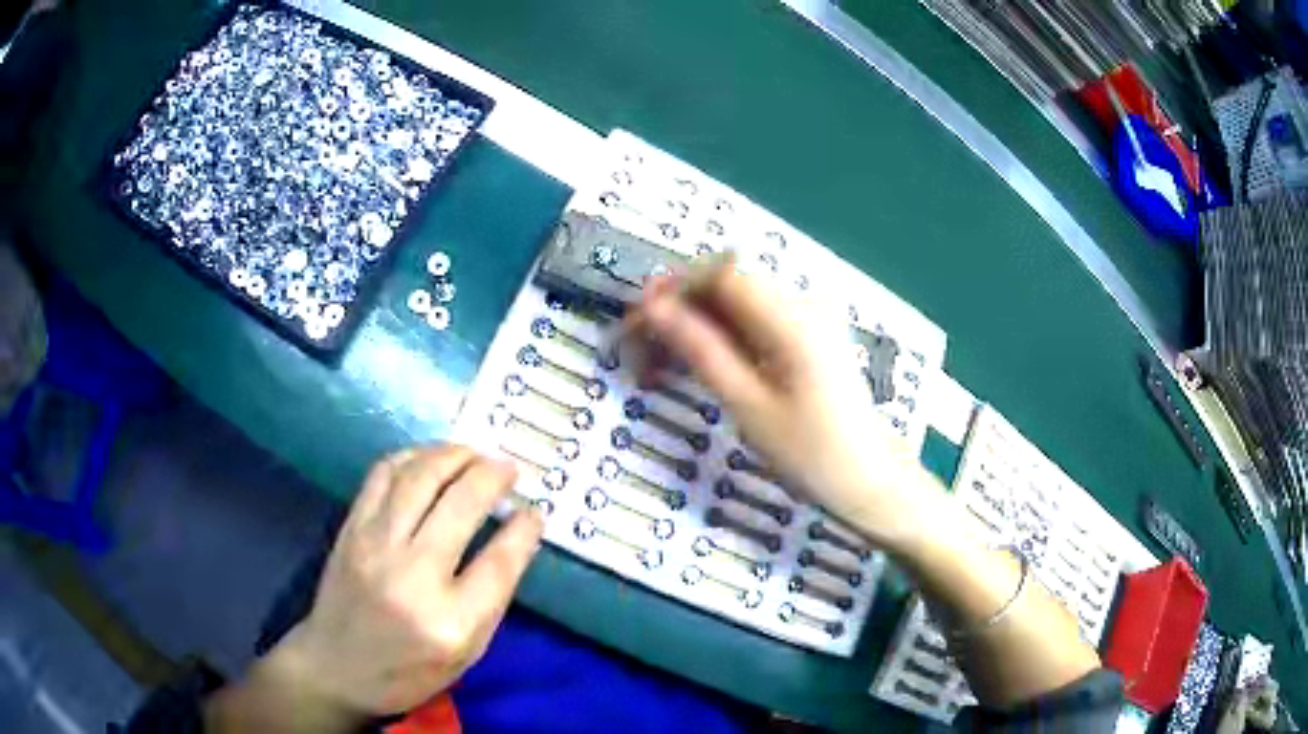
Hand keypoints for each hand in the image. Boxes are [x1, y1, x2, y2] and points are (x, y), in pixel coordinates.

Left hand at [207, 445, 543, 730]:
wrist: (336, 667)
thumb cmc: (408, 671)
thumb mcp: (465, 654)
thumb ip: (491, 599)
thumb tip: (514, 539)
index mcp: (451, 621)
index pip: (500, 561)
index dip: (524, 529)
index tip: (535, 511)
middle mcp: (413, 576)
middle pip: (461, 504)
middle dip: (493, 475)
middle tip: (509, 467)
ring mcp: (375, 546)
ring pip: (420, 477)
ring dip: (454, 455)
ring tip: (474, 453)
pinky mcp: (351, 529)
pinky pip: (383, 475)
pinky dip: (412, 457)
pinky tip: (429, 460)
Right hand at [631, 259, 937, 550]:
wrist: (870, 480)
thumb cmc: (812, 454)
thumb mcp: (748, 405)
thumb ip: (701, 349)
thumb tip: (653, 308)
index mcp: (792, 317)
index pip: (720, 274)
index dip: (672, 290)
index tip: (635, 324)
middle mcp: (802, 304)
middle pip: (726, 285)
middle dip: (678, 310)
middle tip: (638, 351)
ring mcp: (808, 320)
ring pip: (736, 304)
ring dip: (695, 326)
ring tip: (658, 366)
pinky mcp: (808, 338)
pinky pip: (755, 323)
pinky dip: (721, 339)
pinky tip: (698, 367)